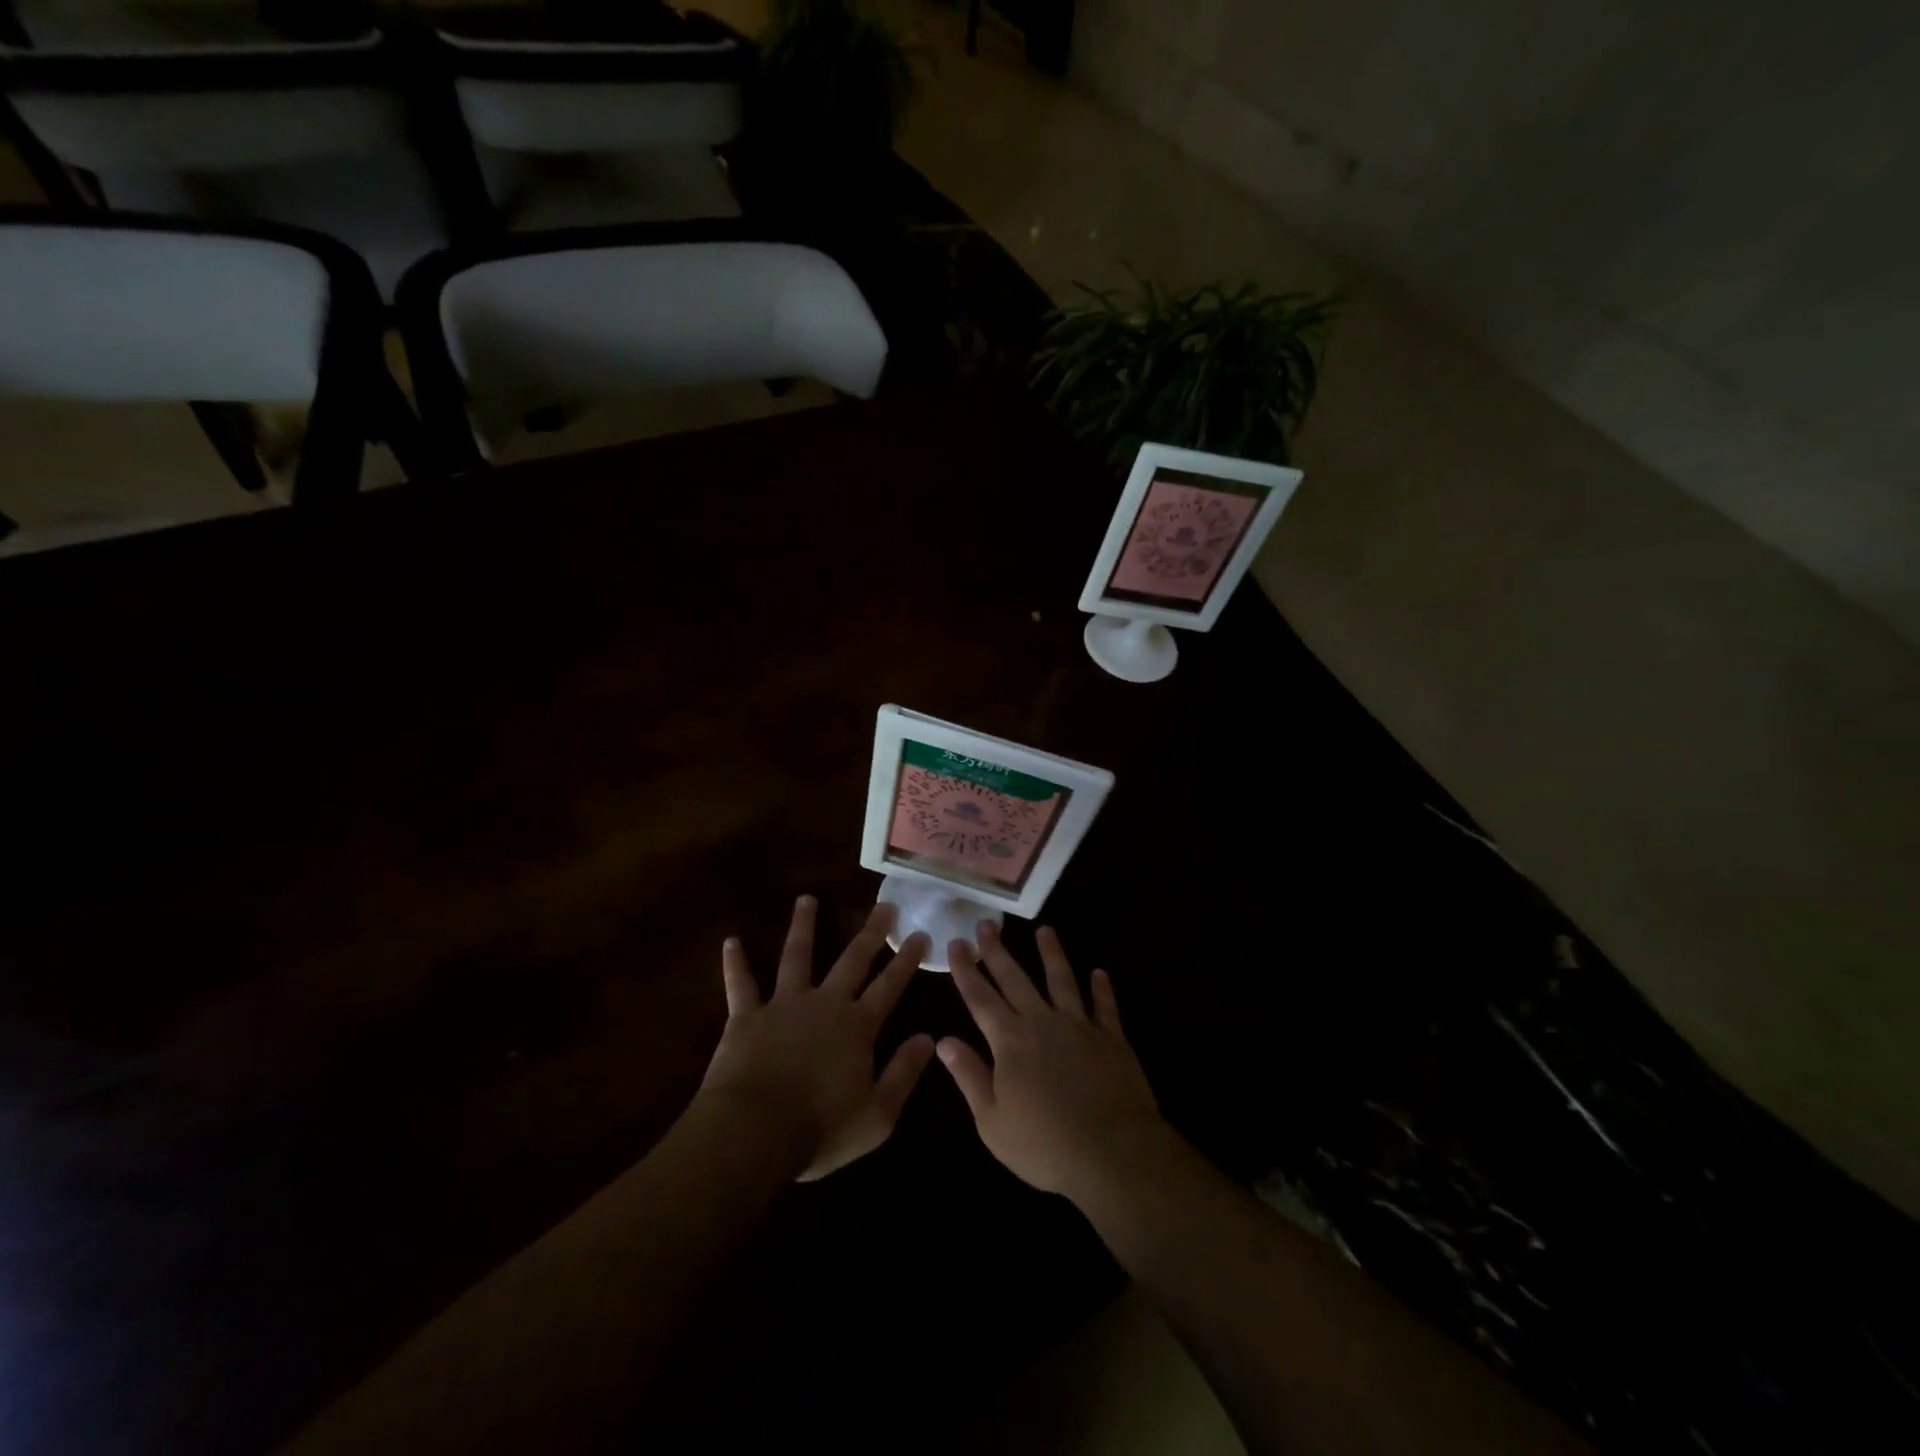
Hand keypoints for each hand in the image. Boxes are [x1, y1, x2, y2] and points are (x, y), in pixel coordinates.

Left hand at [700, 896, 935, 1181]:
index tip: (919, 934)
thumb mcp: (877, 1115)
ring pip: (796, 956)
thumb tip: (929, 1038)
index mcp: (857, 1027)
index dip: (906, 960)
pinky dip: (735, 963)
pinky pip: (741, 984)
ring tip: (806, 899)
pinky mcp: (747, 1016)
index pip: (890, 986)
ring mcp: (783, 1005)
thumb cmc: (820, 1129)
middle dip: (871, 932)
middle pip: (852, 960)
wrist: (754, 1132)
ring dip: (803, 926)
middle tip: (884, 905)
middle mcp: (824, 1003)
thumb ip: (904, 1073)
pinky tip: (730, 941)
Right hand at [938, 922, 1163, 1201]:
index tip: (956, 943)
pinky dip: (1102, 988)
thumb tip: (943, 1040)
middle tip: (986, 923)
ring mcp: (1080, 1026)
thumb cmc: (1044, 1144)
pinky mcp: (1112, 1038)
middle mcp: (1042, 1022)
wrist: (1112, 1152)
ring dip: (1052, 954)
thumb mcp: (992, 1120)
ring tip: (1045, 930)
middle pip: (1015, 979)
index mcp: (1009, 1041)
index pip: (980, 998)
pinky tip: (1099, 973)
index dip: (966, 970)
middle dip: (998, 951)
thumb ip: (969, 1076)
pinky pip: (1105, 1006)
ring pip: (1062, 980)